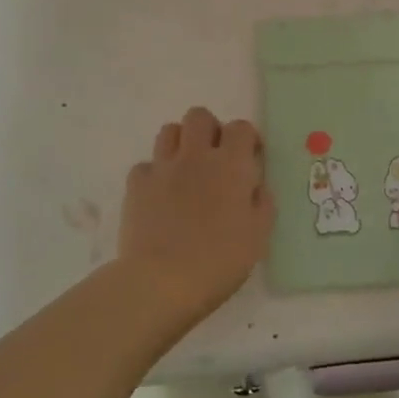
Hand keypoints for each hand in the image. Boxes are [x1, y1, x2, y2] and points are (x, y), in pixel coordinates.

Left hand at [118, 107, 272, 320]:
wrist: (162, 281)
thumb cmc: (219, 261)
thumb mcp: (258, 236)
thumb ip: (262, 203)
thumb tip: (256, 186)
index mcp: (231, 165)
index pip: (240, 127)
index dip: (246, 138)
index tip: (250, 156)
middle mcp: (196, 156)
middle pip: (199, 116)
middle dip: (209, 130)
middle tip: (215, 157)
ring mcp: (163, 167)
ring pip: (169, 130)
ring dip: (180, 143)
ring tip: (186, 170)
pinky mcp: (136, 185)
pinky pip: (145, 165)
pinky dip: (154, 175)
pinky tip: (159, 196)